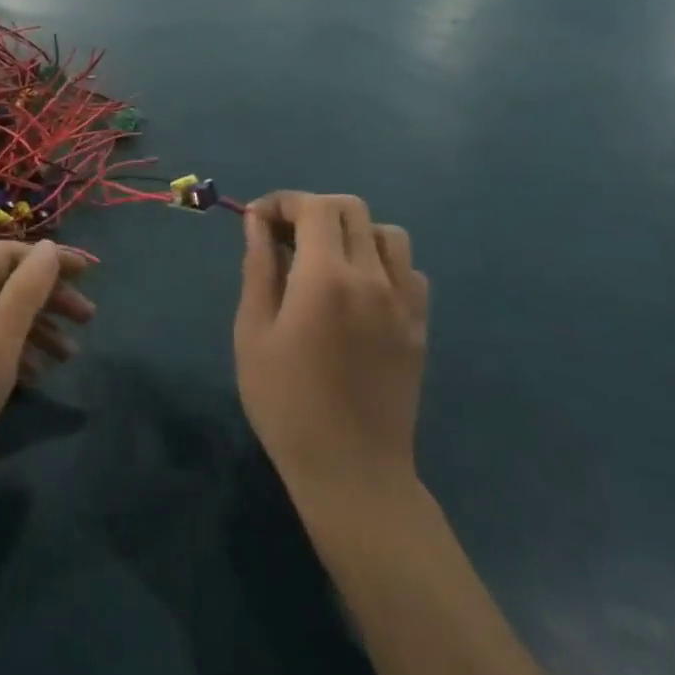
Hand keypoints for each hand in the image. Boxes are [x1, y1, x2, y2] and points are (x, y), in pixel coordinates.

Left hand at [0, 240, 92, 507]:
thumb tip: (49, 247)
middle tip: (88, 318)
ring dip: (35, 326)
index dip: (52, 261)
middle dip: (48, 297)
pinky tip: (38, 373)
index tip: (90, 277)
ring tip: (70, 353)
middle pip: (4, 281)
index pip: (9, 253)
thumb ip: (25, 293)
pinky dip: (11, 348)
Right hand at [234, 192, 428, 507]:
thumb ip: (259, 267)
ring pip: (387, 233)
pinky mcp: (420, 325)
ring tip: (325, 260)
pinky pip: (409, 270)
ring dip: (352, 232)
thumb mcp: (254, 332)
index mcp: (326, 277)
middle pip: (351, 209)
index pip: (312, 206)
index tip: (257, 220)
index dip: (282, 202)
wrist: (352, 471)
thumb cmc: (287, 403)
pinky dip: (382, 262)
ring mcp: (404, 302)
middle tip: (285, 237)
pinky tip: (359, 290)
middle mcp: (372, 277)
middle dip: (313, 209)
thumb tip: (257, 221)